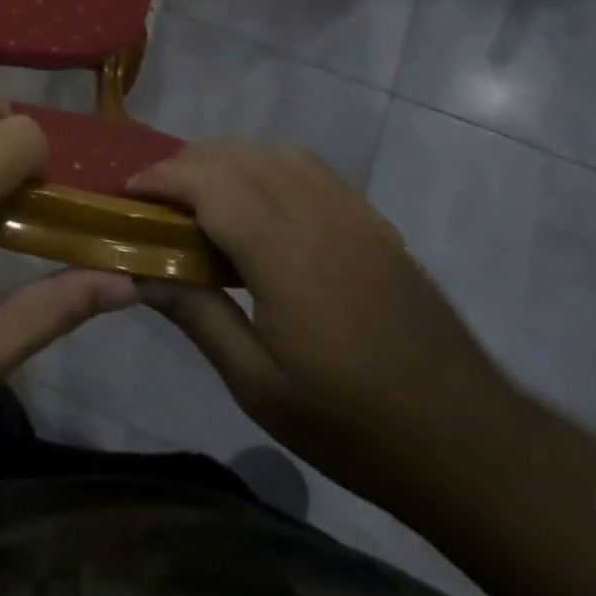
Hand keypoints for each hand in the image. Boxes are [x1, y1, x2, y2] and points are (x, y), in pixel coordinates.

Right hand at [129, 141, 522, 500]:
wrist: (468, 443)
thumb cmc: (352, 425)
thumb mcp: (258, 386)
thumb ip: (197, 316)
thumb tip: (140, 272)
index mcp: (285, 255)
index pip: (210, 185)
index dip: (162, 178)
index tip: (127, 193)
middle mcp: (319, 216)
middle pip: (239, 156)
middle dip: (186, 163)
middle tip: (154, 198)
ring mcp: (354, 215)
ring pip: (277, 152)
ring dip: (228, 158)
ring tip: (199, 193)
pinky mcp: (375, 224)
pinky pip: (311, 169)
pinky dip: (269, 165)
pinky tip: (258, 199)